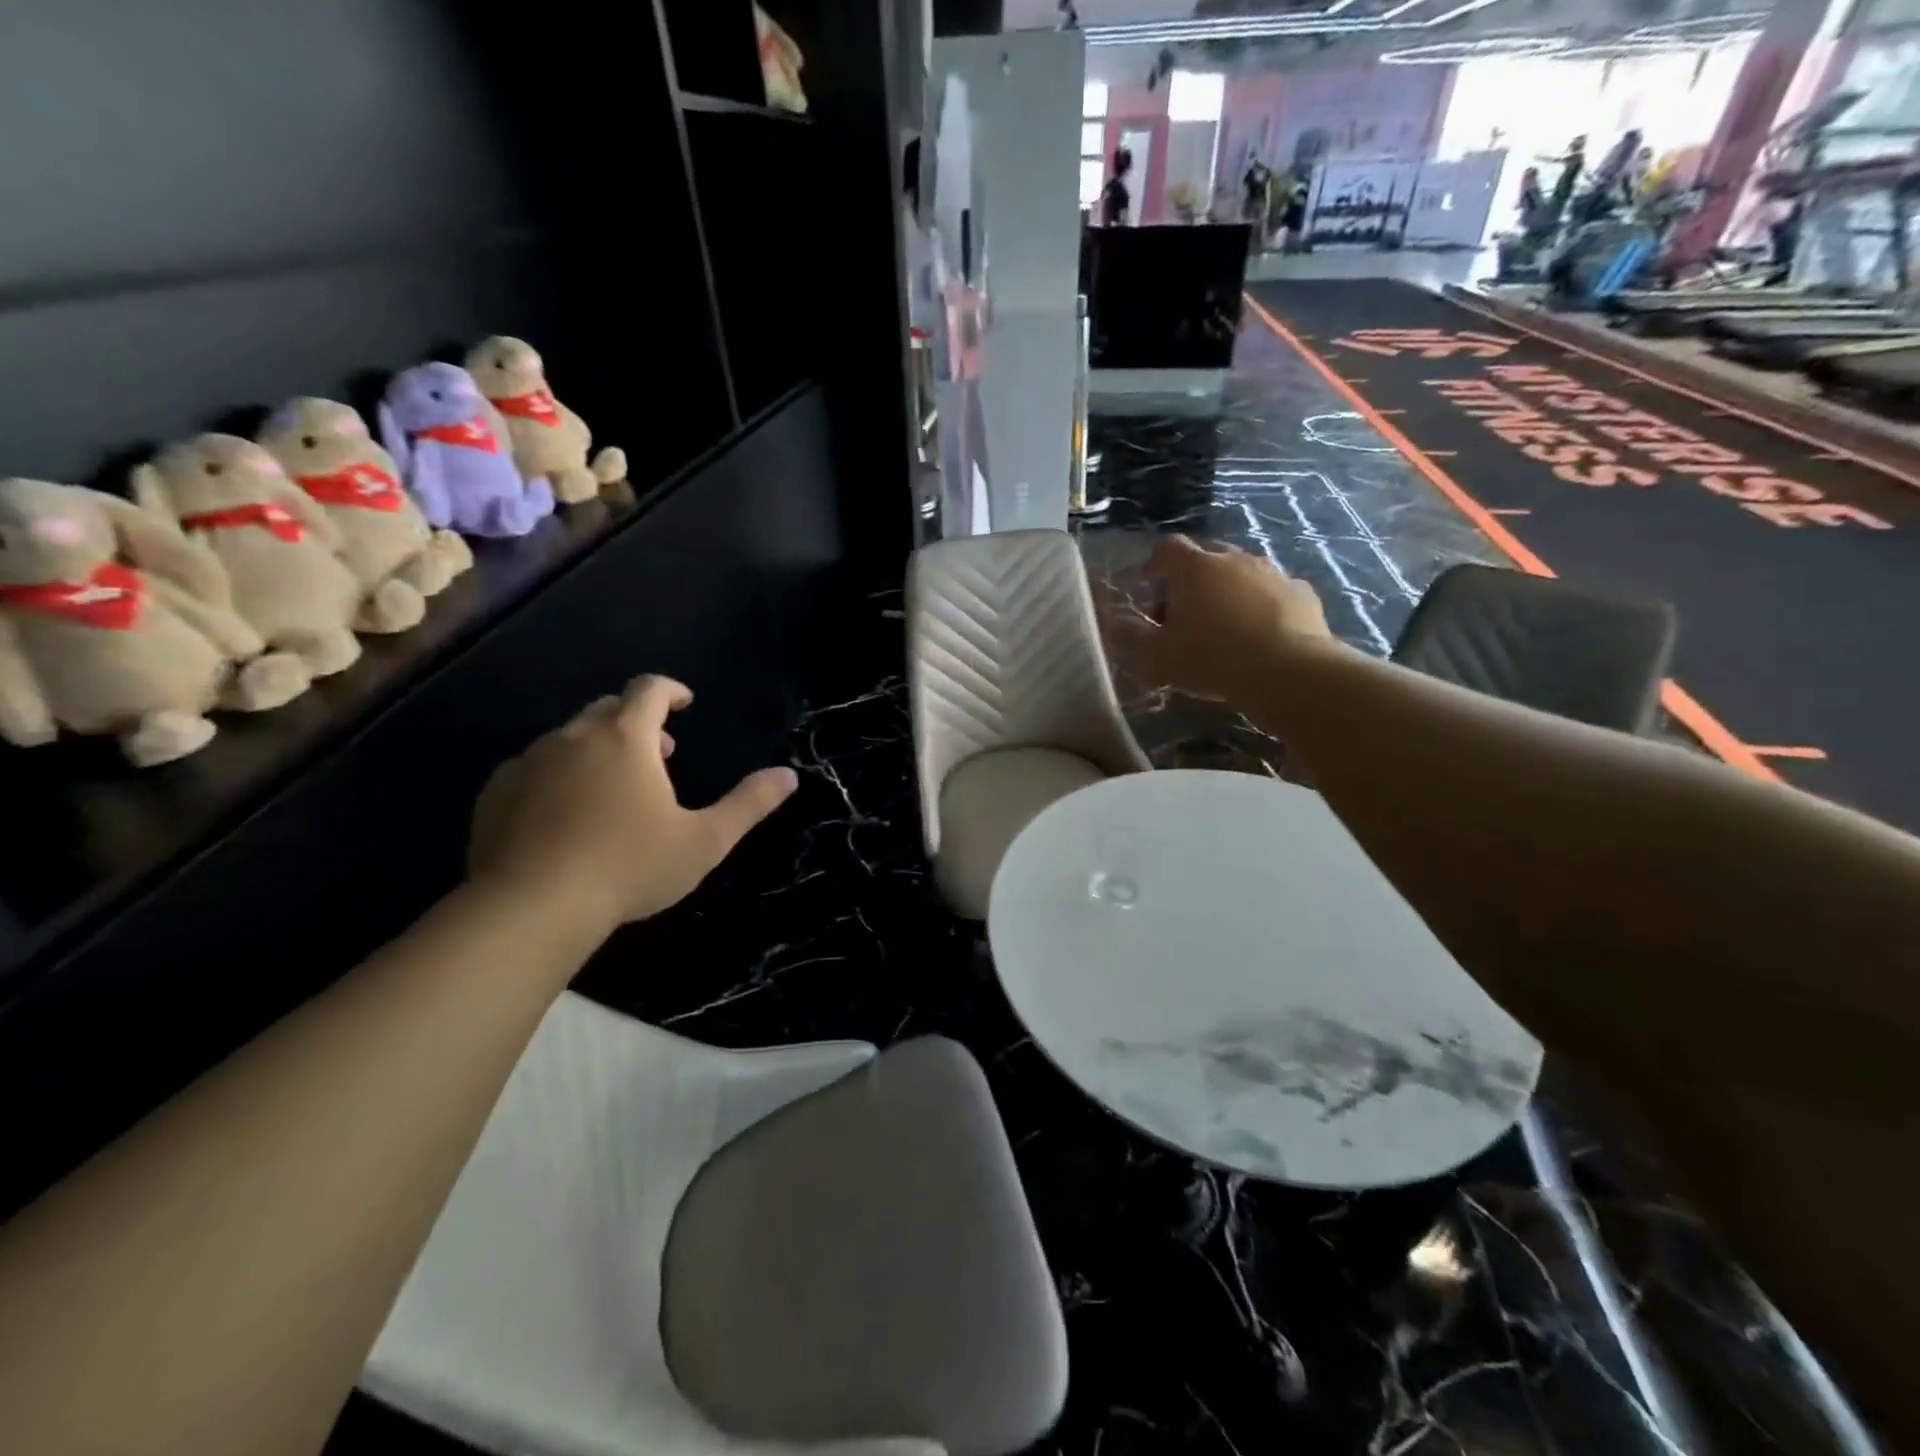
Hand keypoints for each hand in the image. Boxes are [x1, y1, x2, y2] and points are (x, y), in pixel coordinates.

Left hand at [468, 675, 797, 932]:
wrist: (531, 907)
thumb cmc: (630, 866)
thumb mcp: (704, 840)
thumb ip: (749, 804)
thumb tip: (789, 775)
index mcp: (625, 738)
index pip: (649, 689)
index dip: (671, 690)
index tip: (685, 704)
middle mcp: (573, 736)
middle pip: (608, 709)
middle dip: (638, 721)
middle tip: (660, 754)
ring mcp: (529, 762)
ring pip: (569, 738)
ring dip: (598, 749)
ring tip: (615, 788)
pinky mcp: (496, 792)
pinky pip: (534, 767)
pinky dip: (558, 775)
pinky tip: (566, 814)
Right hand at [1105, 536, 1334, 700]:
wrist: (1290, 672)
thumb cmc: (1213, 659)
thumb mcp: (1159, 657)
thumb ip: (1131, 638)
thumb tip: (1113, 625)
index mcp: (1195, 568)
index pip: (1167, 548)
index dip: (1154, 565)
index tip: (1148, 586)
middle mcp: (1234, 559)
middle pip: (1205, 557)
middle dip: (1191, 579)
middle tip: (1184, 614)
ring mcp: (1272, 572)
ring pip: (1242, 573)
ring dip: (1228, 591)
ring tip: (1223, 626)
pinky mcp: (1301, 592)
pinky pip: (1273, 592)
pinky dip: (1261, 605)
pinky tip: (1260, 634)